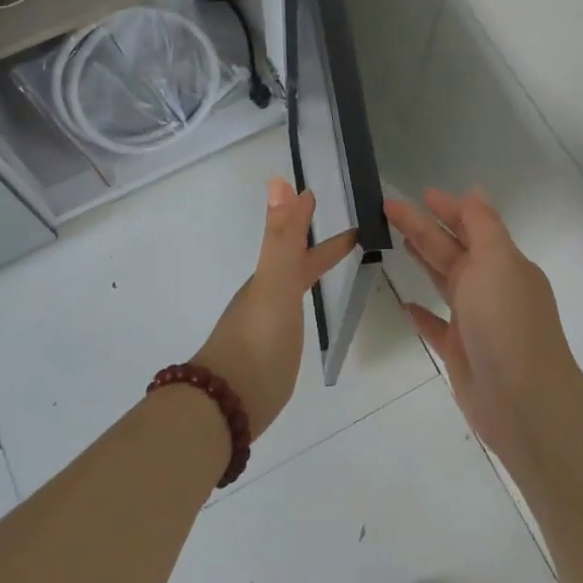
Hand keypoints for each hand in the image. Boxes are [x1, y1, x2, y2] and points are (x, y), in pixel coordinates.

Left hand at [192, 178, 359, 434]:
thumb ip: (282, 237)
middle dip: (321, 248)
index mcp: (270, 277)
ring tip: (334, 270)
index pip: (295, 241)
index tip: (320, 195)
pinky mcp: (272, 355)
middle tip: (354, 236)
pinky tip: (305, 319)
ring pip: (292, 289)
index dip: (307, 219)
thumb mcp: (275, 282)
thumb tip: (280, 181)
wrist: (228, 402)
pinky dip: (303, 305)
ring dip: (310, 273)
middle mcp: (267, 296)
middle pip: (296, 264)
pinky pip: (291, 317)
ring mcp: (268, 326)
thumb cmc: (257, 339)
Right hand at [385, 189, 582, 472]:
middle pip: (450, 249)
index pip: (472, 225)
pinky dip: (421, 313)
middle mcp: (490, 287)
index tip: (420, 193)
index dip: (447, 208)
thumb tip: (474, 190)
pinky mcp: (460, 351)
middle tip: (388, 208)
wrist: (522, 401)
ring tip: (397, 241)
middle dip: (422, 226)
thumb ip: (483, 225)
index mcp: (502, 263)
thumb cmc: (507, 322)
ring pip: (444, 281)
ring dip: (424, 259)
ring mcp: (475, 321)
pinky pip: (436, 326)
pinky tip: (405, 304)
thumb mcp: (497, 261)